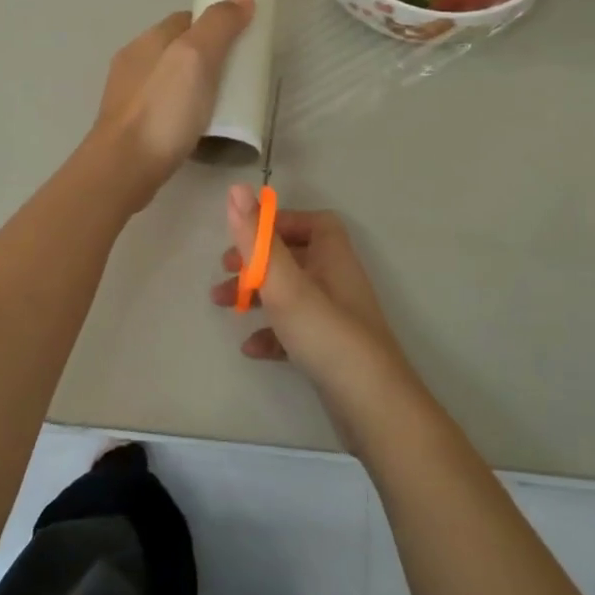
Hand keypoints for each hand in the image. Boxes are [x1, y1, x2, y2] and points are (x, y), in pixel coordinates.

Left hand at [91, 0, 253, 206]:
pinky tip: (196, 127)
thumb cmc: (162, 111)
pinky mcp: (130, 127)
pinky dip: (182, 111)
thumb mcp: (196, 59)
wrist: (123, 169)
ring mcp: (128, 97)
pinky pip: (163, 108)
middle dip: (206, 57)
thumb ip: (218, 25)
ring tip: (221, 105)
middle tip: (237, 77)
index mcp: (148, 40)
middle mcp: (133, 63)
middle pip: (178, 49)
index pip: (187, 19)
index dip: (215, 25)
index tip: (242, 41)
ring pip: (169, 80)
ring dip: (194, 86)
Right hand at [212, 187, 414, 406]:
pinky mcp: (330, 350)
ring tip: (223, 306)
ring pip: (291, 294)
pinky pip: (296, 331)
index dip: (278, 223)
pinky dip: (271, 334)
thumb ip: (257, 239)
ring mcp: (335, 318)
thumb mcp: (284, 283)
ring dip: (257, 295)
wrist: (371, 406)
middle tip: (224, 271)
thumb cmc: (326, 334)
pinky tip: (251, 349)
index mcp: (332, 257)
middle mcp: (337, 281)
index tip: (245, 236)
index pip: (312, 222)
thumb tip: (237, 188)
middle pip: (295, 257)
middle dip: (257, 261)